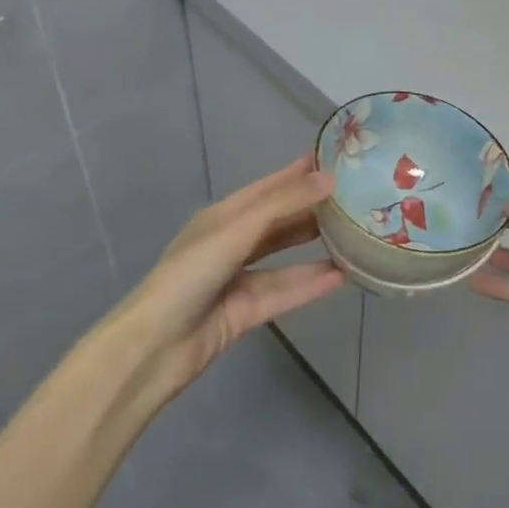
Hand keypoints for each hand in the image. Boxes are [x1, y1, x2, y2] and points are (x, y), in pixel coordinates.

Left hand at [117, 156, 343, 403]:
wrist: (154, 347)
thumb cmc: (190, 275)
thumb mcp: (236, 230)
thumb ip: (283, 205)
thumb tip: (329, 179)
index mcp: (222, 216)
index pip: (267, 187)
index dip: (297, 174)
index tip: (333, 160)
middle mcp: (231, 242)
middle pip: (278, 221)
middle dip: (311, 208)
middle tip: (353, 198)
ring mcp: (237, 279)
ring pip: (284, 258)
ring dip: (314, 247)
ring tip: (354, 235)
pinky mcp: (245, 311)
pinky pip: (284, 291)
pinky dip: (310, 283)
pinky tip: (342, 276)